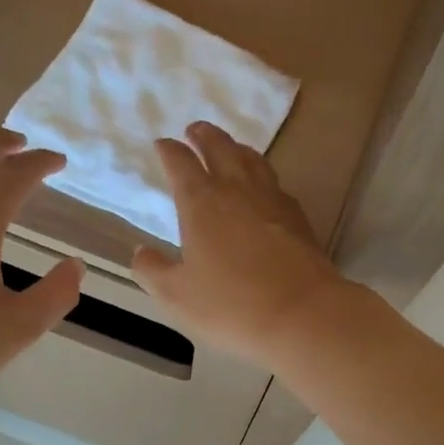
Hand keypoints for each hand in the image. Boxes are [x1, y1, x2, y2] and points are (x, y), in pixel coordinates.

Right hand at [132, 123, 349, 364]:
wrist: (302, 314)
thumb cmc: (231, 305)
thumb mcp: (177, 296)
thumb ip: (153, 271)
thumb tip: (141, 252)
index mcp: (201, 203)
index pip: (180, 163)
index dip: (169, 151)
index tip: (162, 145)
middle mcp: (237, 190)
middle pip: (220, 148)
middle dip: (204, 135)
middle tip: (195, 130)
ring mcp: (273, 201)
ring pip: (253, 160)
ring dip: (236, 148)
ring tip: (230, 148)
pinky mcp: (299, 218)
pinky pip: (276, 185)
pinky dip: (263, 177)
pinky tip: (264, 189)